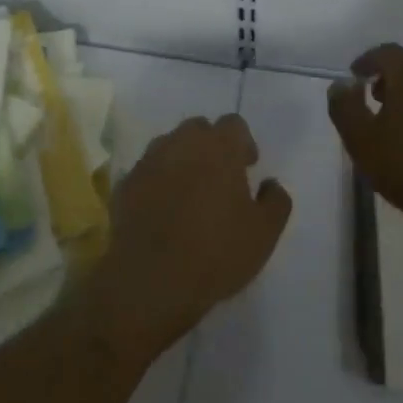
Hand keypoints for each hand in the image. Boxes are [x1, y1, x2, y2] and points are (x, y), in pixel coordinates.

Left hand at [85, 115, 292, 366]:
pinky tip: (163, 210)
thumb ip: (276, 201)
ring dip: (182, 161)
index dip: (243, 142)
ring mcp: (149, 161)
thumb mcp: (265, 233)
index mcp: (218, 147)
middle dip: (211, 146)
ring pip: (170, 146)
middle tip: (220, 178)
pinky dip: (157, 182)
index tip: (247, 167)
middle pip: (199, 129)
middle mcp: (181, 142)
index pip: (233, 124)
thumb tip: (270, 184)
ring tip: (190, 194)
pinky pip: (147, 172)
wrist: (152, 278)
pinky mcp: (126, 183)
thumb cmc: (217, 252)